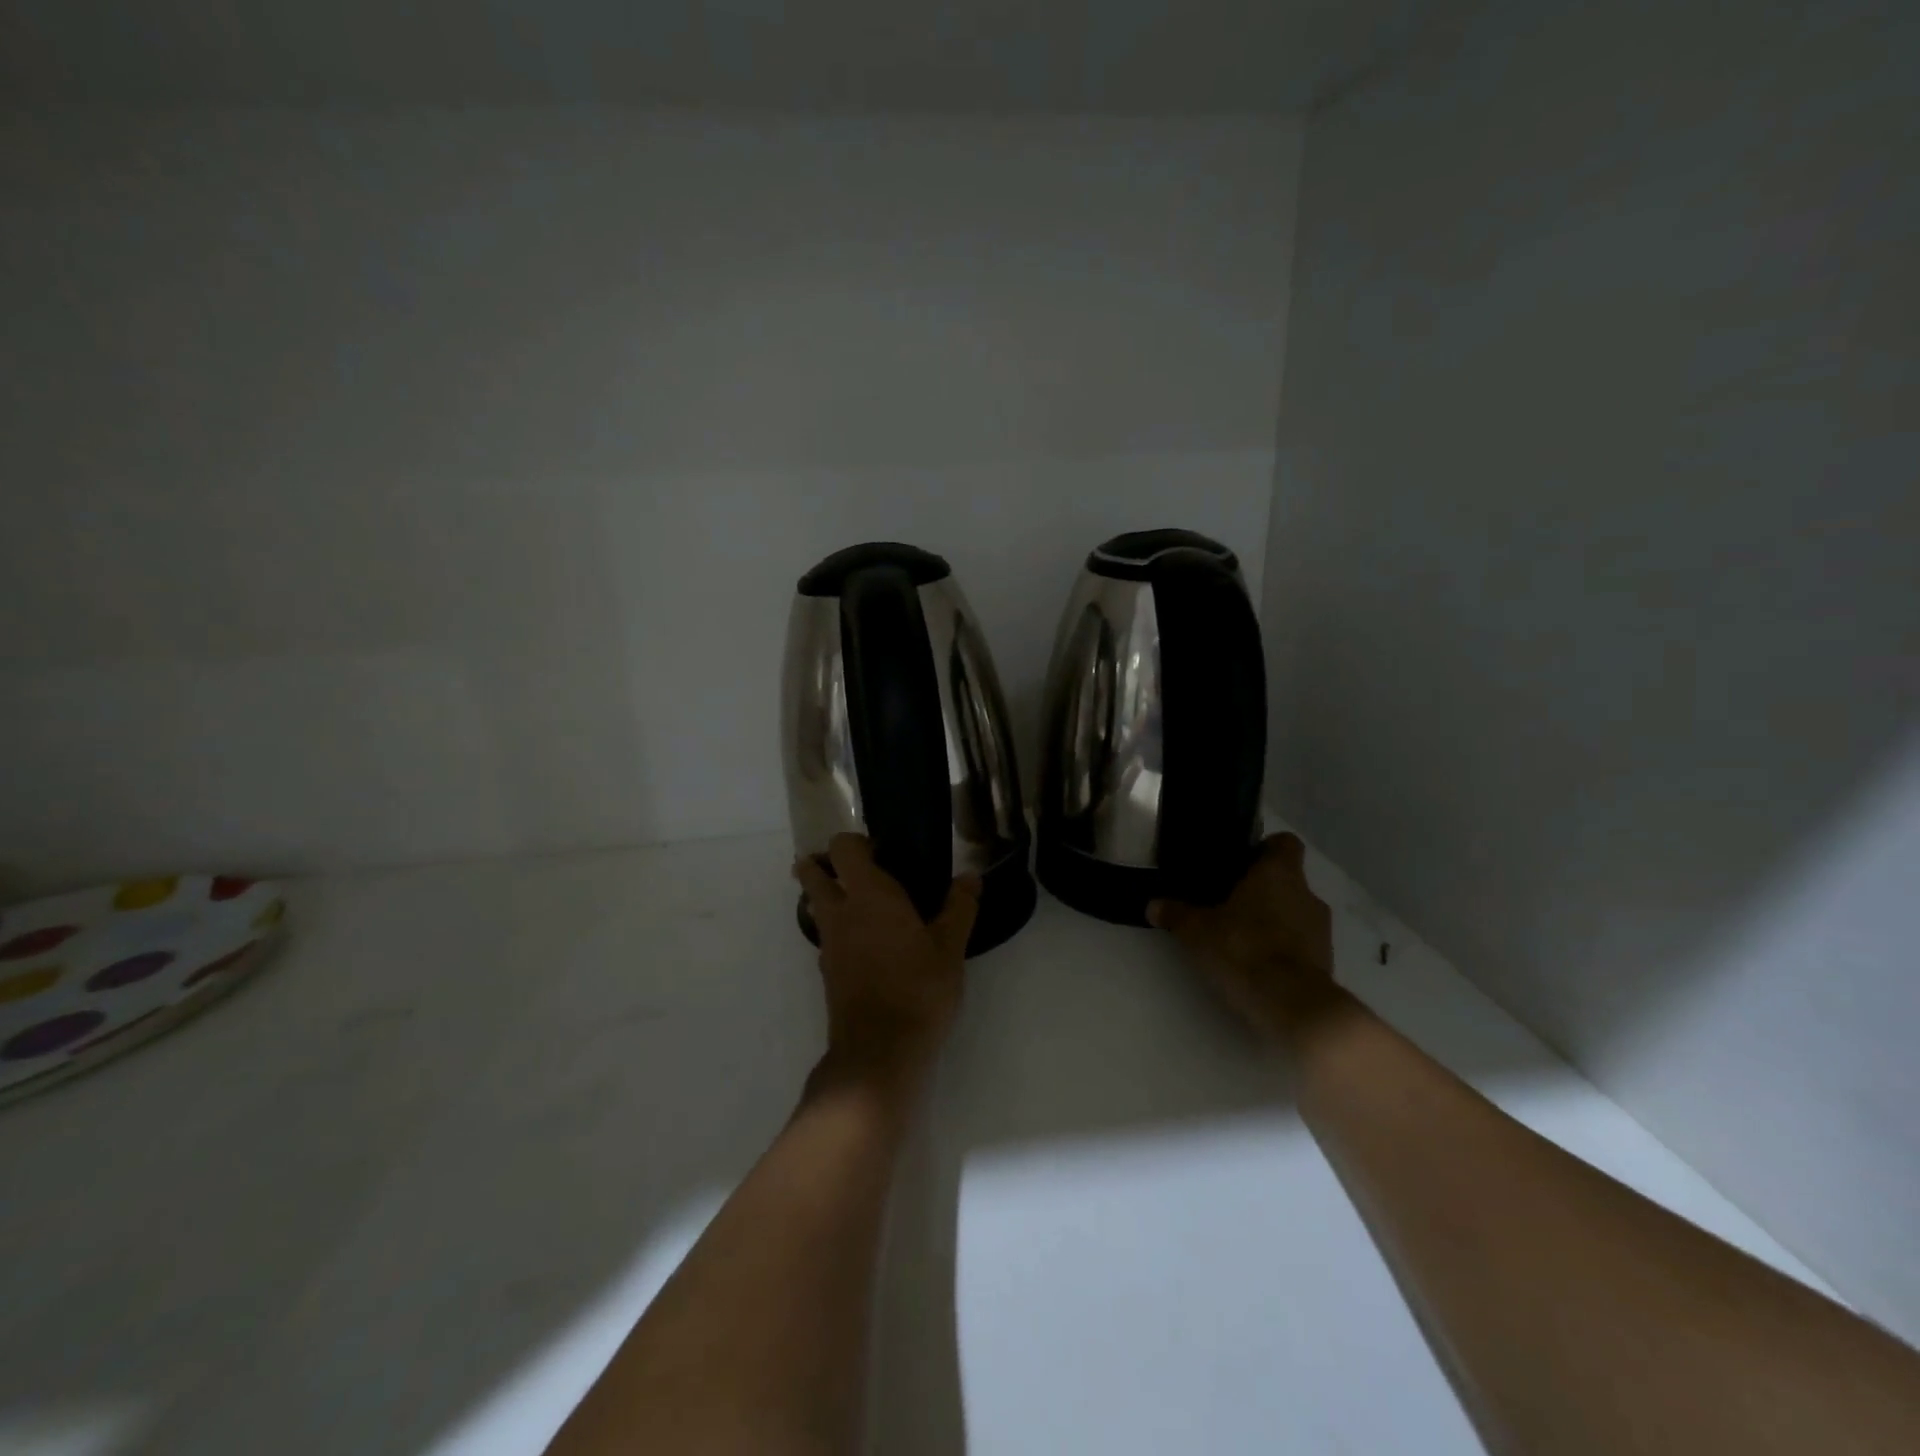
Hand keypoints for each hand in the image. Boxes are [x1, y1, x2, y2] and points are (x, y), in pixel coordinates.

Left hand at [792, 834, 980, 1095]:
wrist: (880, 1052)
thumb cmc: (918, 989)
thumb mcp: (950, 947)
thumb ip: (960, 907)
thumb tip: (971, 877)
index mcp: (868, 894)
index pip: (843, 847)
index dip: (857, 841)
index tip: (882, 850)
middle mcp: (839, 912)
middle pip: (812, 873)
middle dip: (824, 864)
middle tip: (859, 870)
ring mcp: (828, 944)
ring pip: (815, 906)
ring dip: (828, 896)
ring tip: (866, 905)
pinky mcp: (827, 971)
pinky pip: (826, 935)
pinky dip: (838, 928)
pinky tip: (869, 944)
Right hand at [1149, 833, 1349, 1048]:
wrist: (1293, 1005)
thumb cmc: (1244, 949)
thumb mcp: (1197, 931)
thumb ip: (1176, 914)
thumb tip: (1152, 905)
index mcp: (1279, 873)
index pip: (1285, 843)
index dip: (1265, 848)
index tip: (1242, 862)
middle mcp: (1307, 894)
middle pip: (1287, 880)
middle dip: (1261, 891)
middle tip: (1229, 903)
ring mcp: (1321, 929)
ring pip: (1294, 912)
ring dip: (1273, 920)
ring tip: (1241, 937)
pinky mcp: (1326, 961)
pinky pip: (1301, 943)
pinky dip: (1283, 948)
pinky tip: (1257, 964)